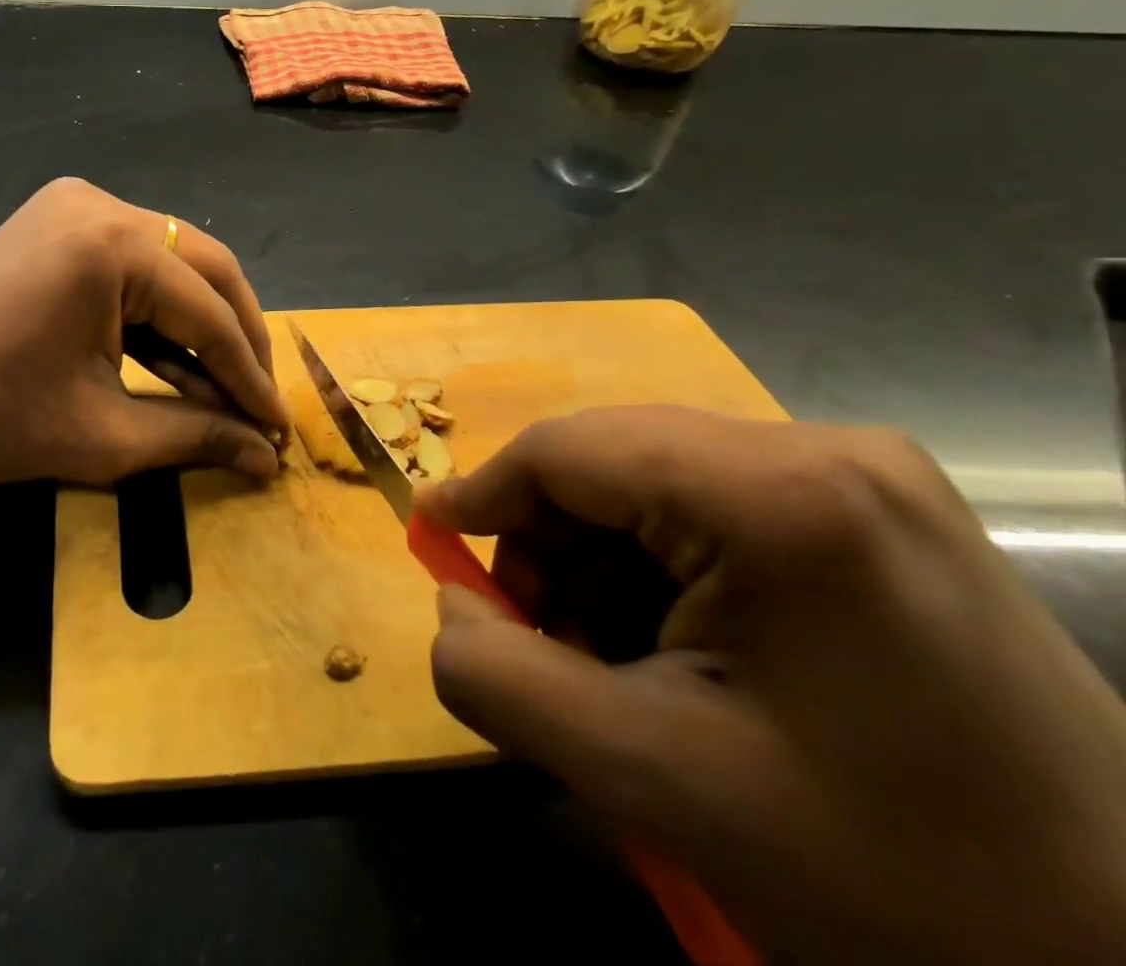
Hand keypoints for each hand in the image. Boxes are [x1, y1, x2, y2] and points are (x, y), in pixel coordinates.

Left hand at [0, 178, 285, 489]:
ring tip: (224, 387)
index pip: (206, 310)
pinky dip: (155, 310)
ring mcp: (73, 206)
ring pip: (171, 262)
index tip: (277, 426)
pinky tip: (174, 360)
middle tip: (258, 401)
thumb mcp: (104, 434)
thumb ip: (196, 437)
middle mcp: (100, 204)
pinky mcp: (55, 222)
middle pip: (202, 267)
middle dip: (236, 337)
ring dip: (199, 323)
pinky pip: (130, 262)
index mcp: (110, 243)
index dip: (248, 374)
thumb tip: (266, 458)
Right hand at [418, 406, 1125, 964]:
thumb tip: (453, 605)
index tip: (431, 537)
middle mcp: (825, 448)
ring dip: (604, 564)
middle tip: (538, 638)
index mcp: (780, 491)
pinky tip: (681, 650)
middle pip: (614, 463)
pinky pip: (716, 510)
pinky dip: (665, 570)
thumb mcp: (658, 780)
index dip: (485, 492)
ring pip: (658, 486)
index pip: (569, 449)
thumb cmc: (895, 879)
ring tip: (611, 661)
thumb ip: (502, 681)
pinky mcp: (880, 513)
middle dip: (552, 547)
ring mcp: (866, 477)